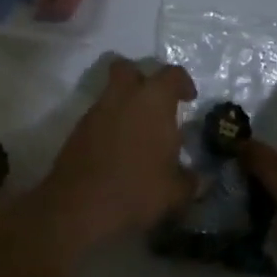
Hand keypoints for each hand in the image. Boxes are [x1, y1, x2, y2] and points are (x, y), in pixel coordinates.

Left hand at [32, 57, 196, 255]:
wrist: (79, 207)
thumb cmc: (136, 189)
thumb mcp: (175, 192)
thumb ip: (191, 181)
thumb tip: (199, 179)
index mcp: (154, 100)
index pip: (172, 74)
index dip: (183, 83)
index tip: (189, 99)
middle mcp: (124, 96)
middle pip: (129, 69)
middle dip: (142, 79)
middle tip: (155, 104)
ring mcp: (96, 111)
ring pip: (111, 93)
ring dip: (124, 105)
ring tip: (137, 134)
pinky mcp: (78, 130)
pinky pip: (99, 116)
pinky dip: (109, 125)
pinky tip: (118, 151)